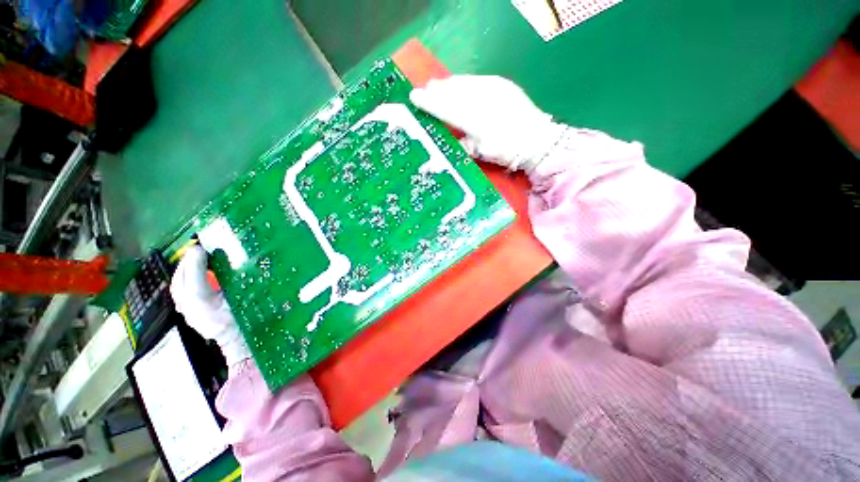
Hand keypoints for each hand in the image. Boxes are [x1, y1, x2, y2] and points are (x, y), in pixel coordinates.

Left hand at [170, 245, 250, 366]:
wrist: (239, 342)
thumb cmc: (247, 320)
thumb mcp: (245, 300)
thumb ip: (237, 283)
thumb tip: (234, 262)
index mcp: (207, 308)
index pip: (193, 282)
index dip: (195, 263)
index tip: (202, 248)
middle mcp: (191, 310)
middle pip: (180, 282)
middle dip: (186, 263)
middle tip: (198, 249)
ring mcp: (187, 312)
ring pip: (177, 286)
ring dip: (184, 270)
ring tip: (196, 258)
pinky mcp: (188, 312)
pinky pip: (181, 292)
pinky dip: (185, 279)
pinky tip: (196, 272)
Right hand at [410, 75, 566, 172]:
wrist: (537, 140)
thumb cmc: (506, 151)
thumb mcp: (480, 153)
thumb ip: (462, 144)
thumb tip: (447, 138)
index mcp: (475, 121)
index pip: (446, 109)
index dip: (429, 103)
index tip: (414, 97)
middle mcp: (482, 100)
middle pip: (452, 91)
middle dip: (436, 90)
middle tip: (423, 91)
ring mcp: (492, 88)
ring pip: (462, 82)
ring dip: (447, 85)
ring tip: (436, 86)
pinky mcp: (501, 84)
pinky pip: (475, 80)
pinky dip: (463, 82)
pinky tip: (458, 85)